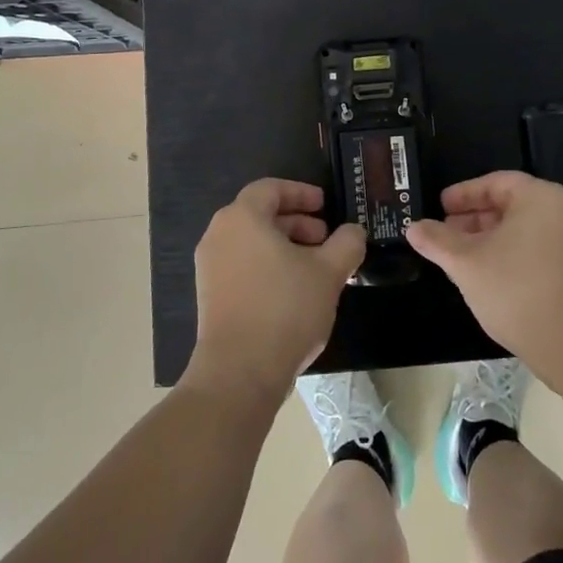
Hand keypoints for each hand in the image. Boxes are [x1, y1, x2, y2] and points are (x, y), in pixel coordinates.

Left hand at [186, 179, 365, 405]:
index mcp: (242, 218)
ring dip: (284, 246)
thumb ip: (346, 243)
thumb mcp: (329, 272)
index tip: (325, 205)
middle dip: (296, 222)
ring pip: (251, 242)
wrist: (239, 373)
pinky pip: (241, 266)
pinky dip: (267, 266)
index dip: (300, 192)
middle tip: (325, 239)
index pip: (270, 189)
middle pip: (260, 215)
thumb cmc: (285, 309)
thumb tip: (353, 231)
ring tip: (315, 268)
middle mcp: (219, 235)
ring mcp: (209, 267)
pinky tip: (293, 292)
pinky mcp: (209, 296)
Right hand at [407, 171, 562, 381]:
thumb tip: (413, 227)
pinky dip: (514, 255)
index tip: (440, 207)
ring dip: (492, 239)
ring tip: (463, 258)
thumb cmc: (517, 290)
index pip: (496, 182)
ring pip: (527, 230)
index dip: (464, 194)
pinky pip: (542, 249)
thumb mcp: (466, 262)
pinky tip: (491, 277)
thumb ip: (437, 241)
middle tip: (446, 233)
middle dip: (476, 218)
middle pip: (513, 205)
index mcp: (541, 197)